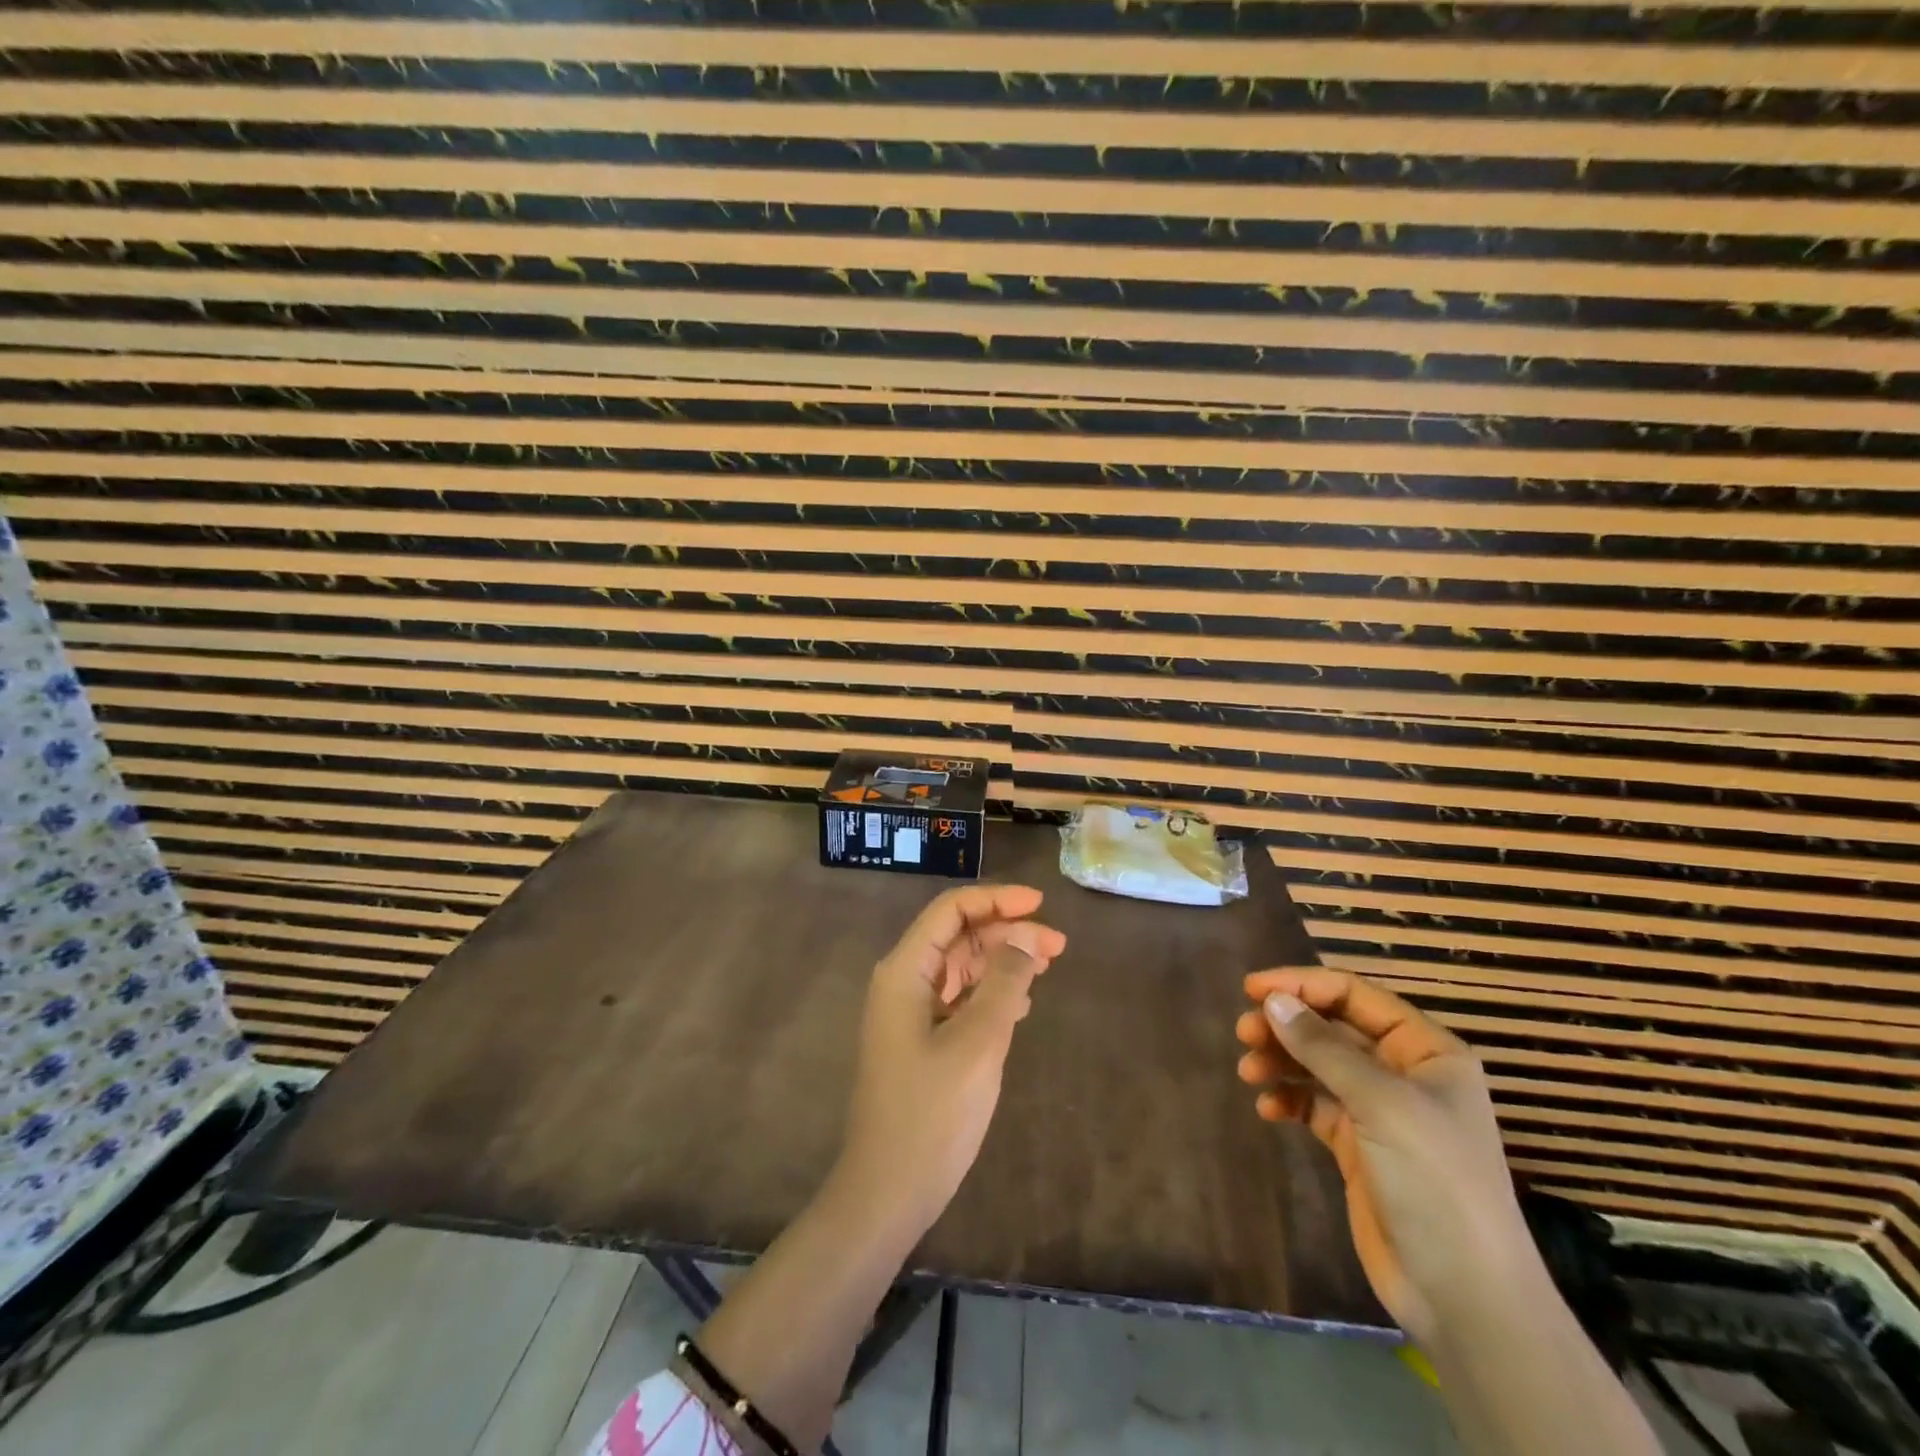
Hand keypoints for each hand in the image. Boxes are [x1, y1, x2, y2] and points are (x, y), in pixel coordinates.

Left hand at [839, 884, 1066, 1227]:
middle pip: (958, 936)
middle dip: (1007, 932)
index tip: (1040, 904)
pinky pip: (959, 998)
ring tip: (1047, 966)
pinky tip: (1022, 1004)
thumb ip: (1004, 983)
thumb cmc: (931, 1114)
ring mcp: (909, 1013)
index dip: (996, 900)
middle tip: (1058, 946)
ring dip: (1002, 961)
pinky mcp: (920, 1040)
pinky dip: (991, 992)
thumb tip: (1025, 938)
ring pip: (961, 966)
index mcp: (904, 971)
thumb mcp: (978, 1043)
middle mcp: (903, 982)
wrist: (888, 1192)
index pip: (951, 911)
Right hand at [1235, 968, 1527, 1343]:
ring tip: (1248, 1071)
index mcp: (1427, 1051)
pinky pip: (1314, 1105)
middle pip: (1332, 1028)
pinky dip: (1289, 1099)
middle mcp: (1404, 1073)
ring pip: (1318, 1065)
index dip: (1303, 985)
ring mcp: (1380, 1112)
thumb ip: (1323, 1048)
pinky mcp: (1358, 1147)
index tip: (1251, 988)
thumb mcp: (1381, 1104)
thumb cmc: (1434, 1182)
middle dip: (1287, 1025)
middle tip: (1243, 1032)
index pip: (1355, 996)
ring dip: (1281, 1060)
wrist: (1462, 1296)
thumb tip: (1273, 1000)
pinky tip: (1268, 1109)